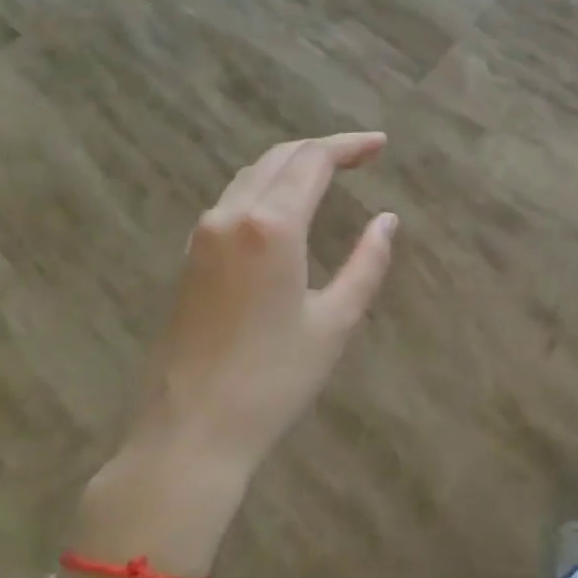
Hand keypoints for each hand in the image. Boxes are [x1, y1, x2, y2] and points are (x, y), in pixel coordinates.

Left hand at [126, 132, 396, 476]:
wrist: (189, 433)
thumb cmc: (272, 380)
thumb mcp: (335, 321)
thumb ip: (367, 263)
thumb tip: (388, 221)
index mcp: (271, 227)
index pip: (313, 161)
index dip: (349, 146)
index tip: (381, 145)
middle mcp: (231, 216)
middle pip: (280, 158)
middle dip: (323, 149)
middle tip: (362, 154)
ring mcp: (203, 235)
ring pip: (252, 175)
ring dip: (292, 164)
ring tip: (330, 172)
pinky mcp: (190, 257)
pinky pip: (233, 199)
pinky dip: (267, 185)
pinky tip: (285, 204)